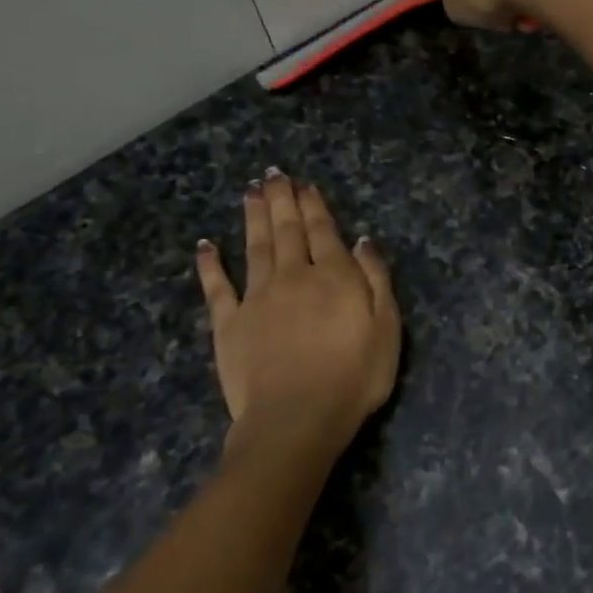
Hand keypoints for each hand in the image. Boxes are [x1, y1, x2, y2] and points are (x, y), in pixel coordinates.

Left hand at [195, 171, 400, 442]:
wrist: (296, 418)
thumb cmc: (354, 377)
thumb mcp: (386, 328)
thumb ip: (376, 280)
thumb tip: (362, 241)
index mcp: (333, 277)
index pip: (323, 231)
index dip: (314, 205)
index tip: (305, 184)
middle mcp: (293, 276)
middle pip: (286, 230)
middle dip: (281, 200)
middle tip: (273, 174)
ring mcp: (257, 298)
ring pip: (255, 247)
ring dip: (253, 217)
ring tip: (250, 192)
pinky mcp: (228, 324)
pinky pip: (217, 287)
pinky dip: (210, 264)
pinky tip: (205, 245)